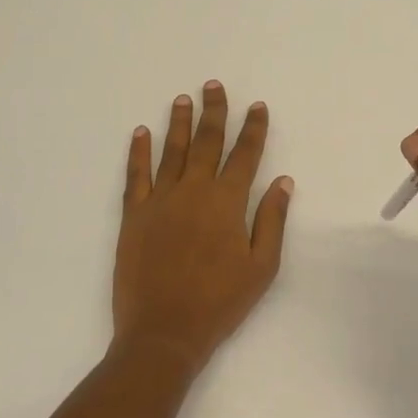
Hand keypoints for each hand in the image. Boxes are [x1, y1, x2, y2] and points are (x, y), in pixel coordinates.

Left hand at [113, 81, 293, 373]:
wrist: (164, 331)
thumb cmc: (220, 302)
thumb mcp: (261, 267)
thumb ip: (271, 220)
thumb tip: (283, 181)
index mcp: (227, 202)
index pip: (244, 155)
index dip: (253, 129)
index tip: (257, 106)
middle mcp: (193, 191)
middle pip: (206, 142)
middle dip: (213, 112)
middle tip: (213, 86)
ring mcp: (160, 200)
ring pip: (171, 151)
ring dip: (178, 123)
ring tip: (183, 99)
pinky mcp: (133, 215)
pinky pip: (135, 175)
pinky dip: (138, 152)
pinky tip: (141, 133)